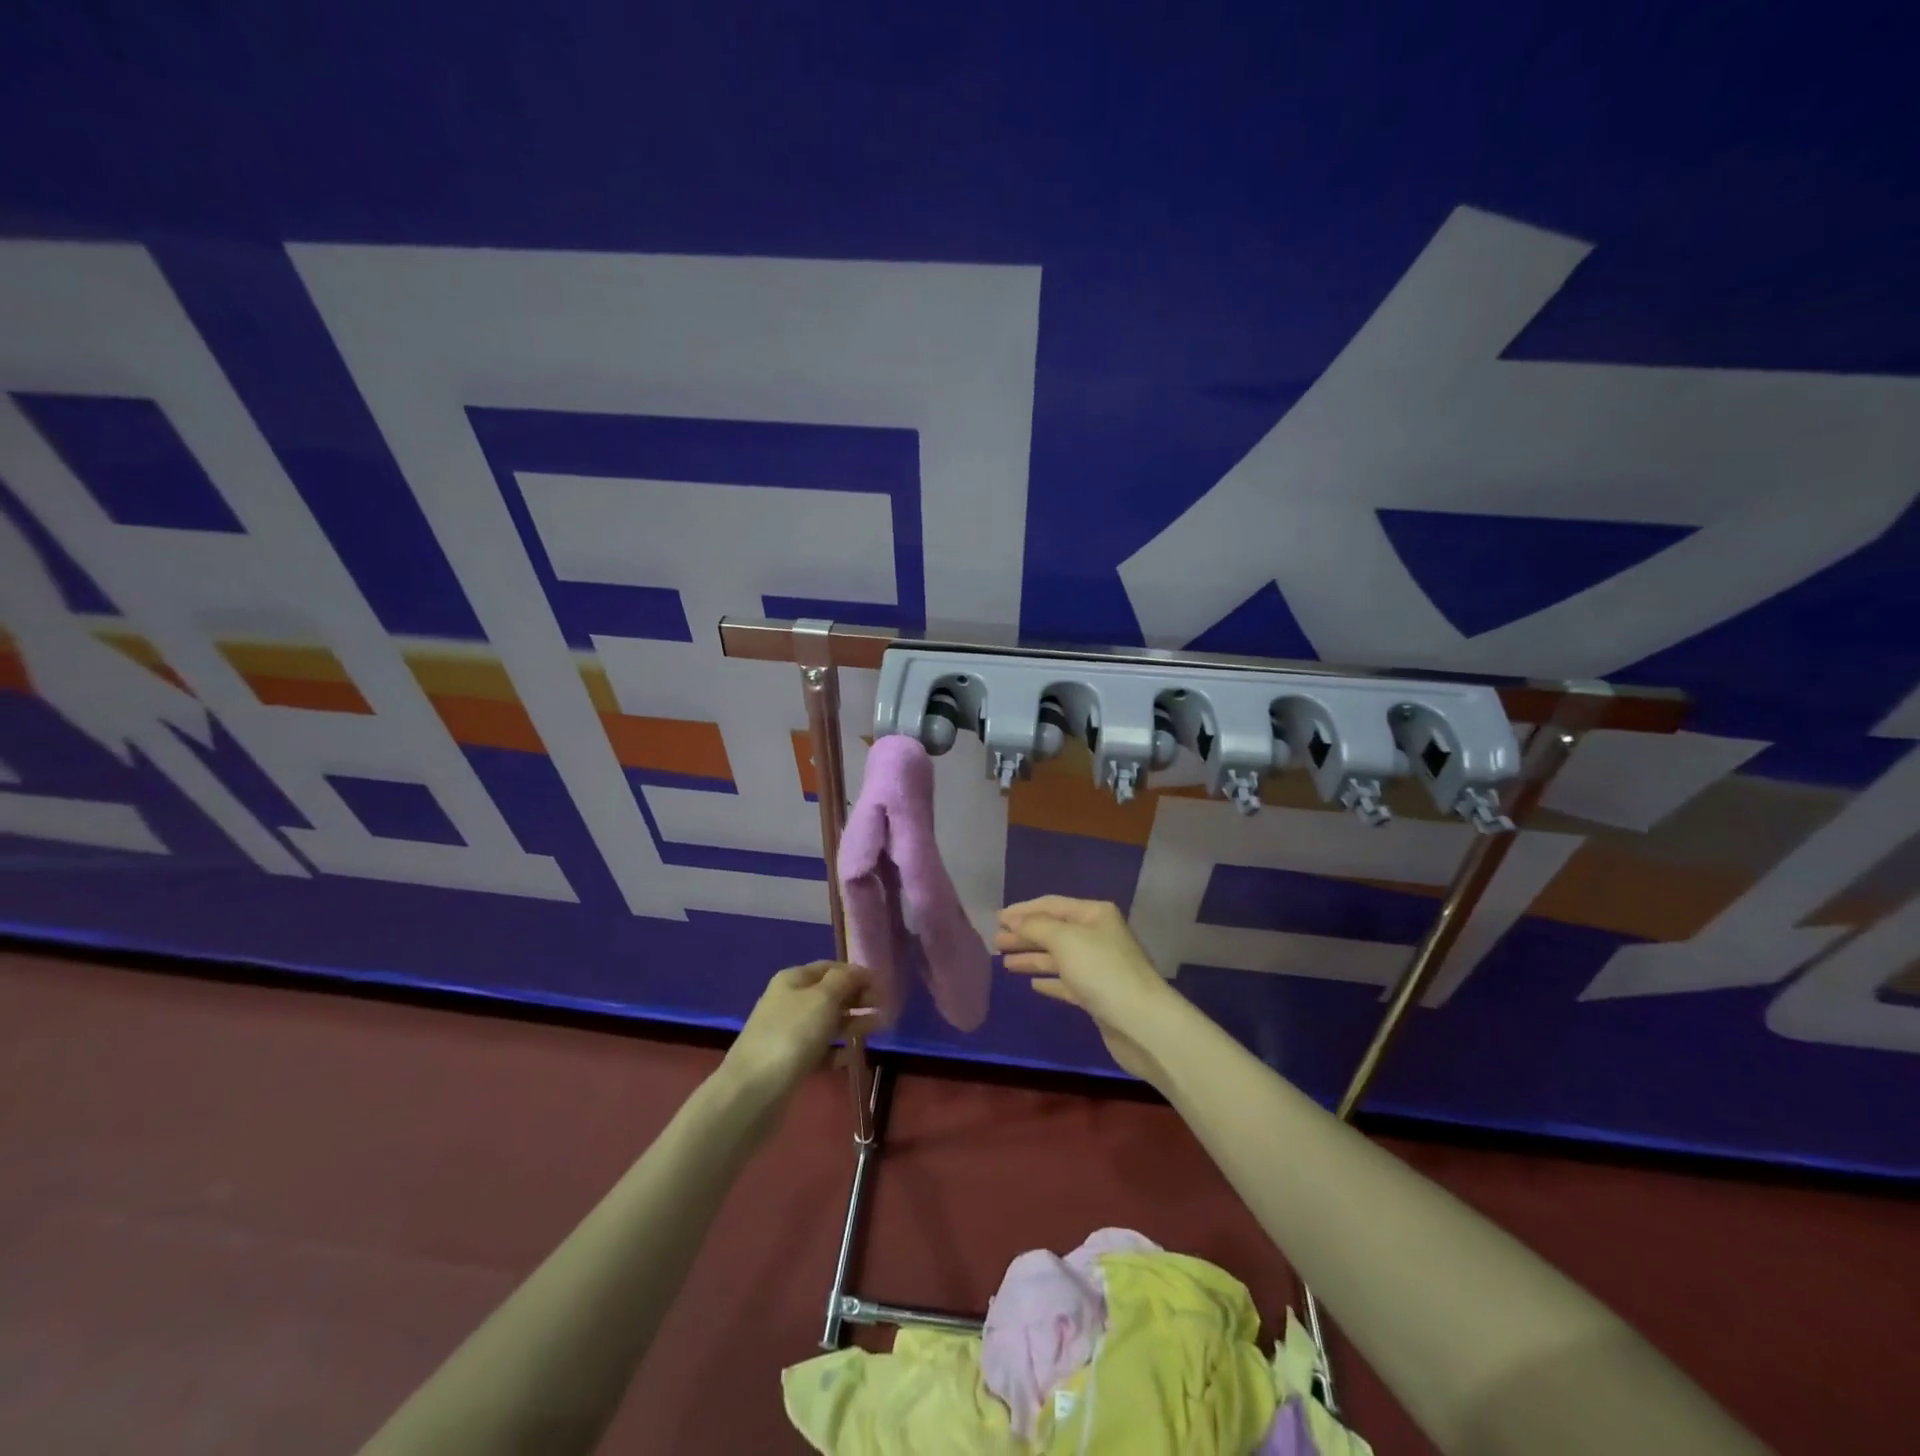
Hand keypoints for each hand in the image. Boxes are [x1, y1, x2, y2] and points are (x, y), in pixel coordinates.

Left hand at [721, 961, 870, 1115]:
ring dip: (852, 1023)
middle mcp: (788, 1001)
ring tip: (877, 1029)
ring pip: (826, 1022)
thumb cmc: (792, 1035)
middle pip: (829, 994)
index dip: (856, 973)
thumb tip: (857, 972)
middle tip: (884, 1008)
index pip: (830, 967)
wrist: (753, 1092)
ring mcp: (787, 1032)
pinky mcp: (789, 1061)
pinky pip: (819, 1049)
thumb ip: (844, 981)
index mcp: (793, 979)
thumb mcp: (823, 999)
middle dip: (857, 998)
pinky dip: (836, 1050)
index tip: (882, 985)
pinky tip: (848, 1057)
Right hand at [994, 897, 1182, 1084]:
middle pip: (1053, 931)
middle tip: (995, 942)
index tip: (996, 919)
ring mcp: (1099, 966)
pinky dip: (1049, 980)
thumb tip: (1013, 919)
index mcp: (1094, 914)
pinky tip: (1032, 984)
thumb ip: (1035, 926)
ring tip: (1005, 963)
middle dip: (1024, 935)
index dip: (1023, 911)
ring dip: (1032, 957)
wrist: (1141, 1023)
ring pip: (1058, 957)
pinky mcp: (1098, 995)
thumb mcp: (1064, 939)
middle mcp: (1098, 936)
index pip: (1052, 905)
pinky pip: (1067, 981)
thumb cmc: (1102, 971)